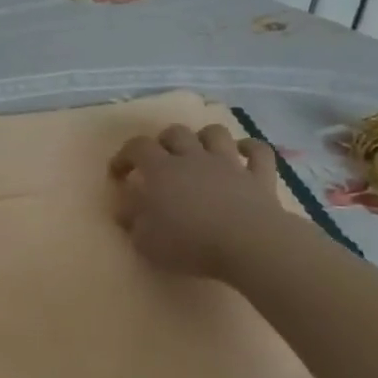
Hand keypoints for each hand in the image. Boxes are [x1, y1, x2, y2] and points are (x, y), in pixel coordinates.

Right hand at [109, 123, 283, 279]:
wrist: (248, 245)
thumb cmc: (189, 243)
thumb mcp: (145, 240)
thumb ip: (132, 221)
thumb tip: (124, 210)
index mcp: (161, 170)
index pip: (136, 147)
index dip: (124, 155)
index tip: (118, 173)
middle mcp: (193, 158)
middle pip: (175, 132)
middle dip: (163, 141)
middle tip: (159, 161)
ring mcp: (228, 164)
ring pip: (215, 133)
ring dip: (204, 137)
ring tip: (199, 152)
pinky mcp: (258, 176)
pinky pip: (258, 151)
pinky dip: (250, 148)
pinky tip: (243, 153)